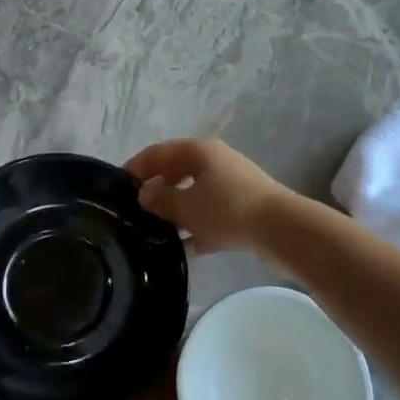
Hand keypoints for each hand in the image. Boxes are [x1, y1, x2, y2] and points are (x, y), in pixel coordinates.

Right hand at [123, 139, 291, 253]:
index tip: (119, 186)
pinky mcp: (244, 207)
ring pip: (195, 193)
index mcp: (199, 150)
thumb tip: (144, 194)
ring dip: (178, 210)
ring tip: (158, 231)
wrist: (280, 229)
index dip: (137, 167)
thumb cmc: (226, 209)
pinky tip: (187, 248)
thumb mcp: (185, 206)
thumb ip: (160, 199)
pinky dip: (199, 226)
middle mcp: (216, 161)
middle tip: (137, 211)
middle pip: (178, 171)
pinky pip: (212, 213)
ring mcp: (233, 183)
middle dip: (158, 190)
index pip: (159, 152)